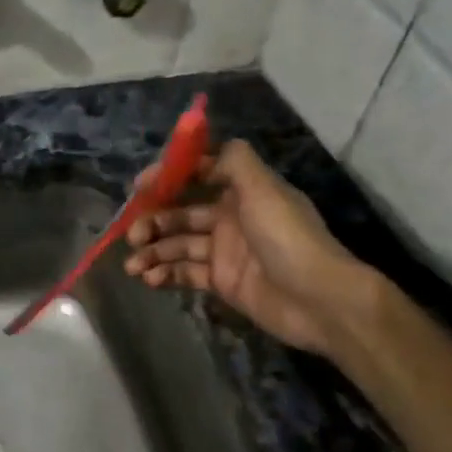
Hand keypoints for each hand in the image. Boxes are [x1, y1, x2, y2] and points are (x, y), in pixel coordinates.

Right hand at [124, 139, 377, 360]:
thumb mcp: (263, 188)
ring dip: (153, 251)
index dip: (167, 177)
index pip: (197, 174)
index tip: (139, 187)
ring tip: (133, 264)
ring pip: (179, 245)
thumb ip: (233, 161)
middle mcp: (230, 217)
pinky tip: (149, 279)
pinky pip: (186, 273)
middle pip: (181, 212)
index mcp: (241, 191)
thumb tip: (205, 152)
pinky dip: (166, 274)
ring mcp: (225, 251)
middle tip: (131, 234)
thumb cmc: (287, 237)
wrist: (320, 300)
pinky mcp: (223, 282)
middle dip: (153, 220)